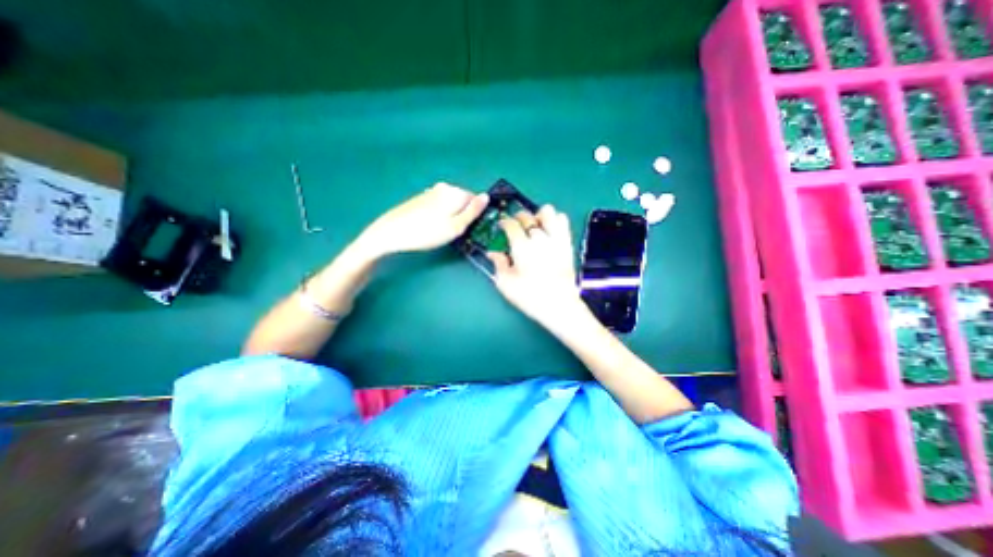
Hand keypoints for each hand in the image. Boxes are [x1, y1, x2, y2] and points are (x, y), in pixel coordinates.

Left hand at [363, 183, 488, 256]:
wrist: (391, 232)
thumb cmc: (427, 232)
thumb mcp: (456, 227)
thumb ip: (473, 212)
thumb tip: (486, 196)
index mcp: (455, 192)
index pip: (476, 200)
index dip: (475, 216)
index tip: (468, 229)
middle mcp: (444, 187)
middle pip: (463, 201)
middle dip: (463, 214)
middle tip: (454, 232)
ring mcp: (431, 191)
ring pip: (451, 203)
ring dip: (451, 215)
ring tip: (441, 231)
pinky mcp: (421, 198)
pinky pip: (439, 204)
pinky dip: (440, 214)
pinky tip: (431, 226)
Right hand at [485, 204, 582, 326]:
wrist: (559, 306)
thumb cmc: (529, 297)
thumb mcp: (506, 284)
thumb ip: (498, 264)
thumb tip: (492, 253)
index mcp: (522, 247)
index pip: (511, 224)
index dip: (504, 222)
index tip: (502, 225)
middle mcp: (539, 238)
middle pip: (527, 216)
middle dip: (518, 217)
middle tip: (516, 226)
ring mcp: (556, 239)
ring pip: (548, 212)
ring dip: (539, 215)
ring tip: (535, 226)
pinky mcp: (567, 243)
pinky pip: (563, 221)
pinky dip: (555, 220)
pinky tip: (549, 230)